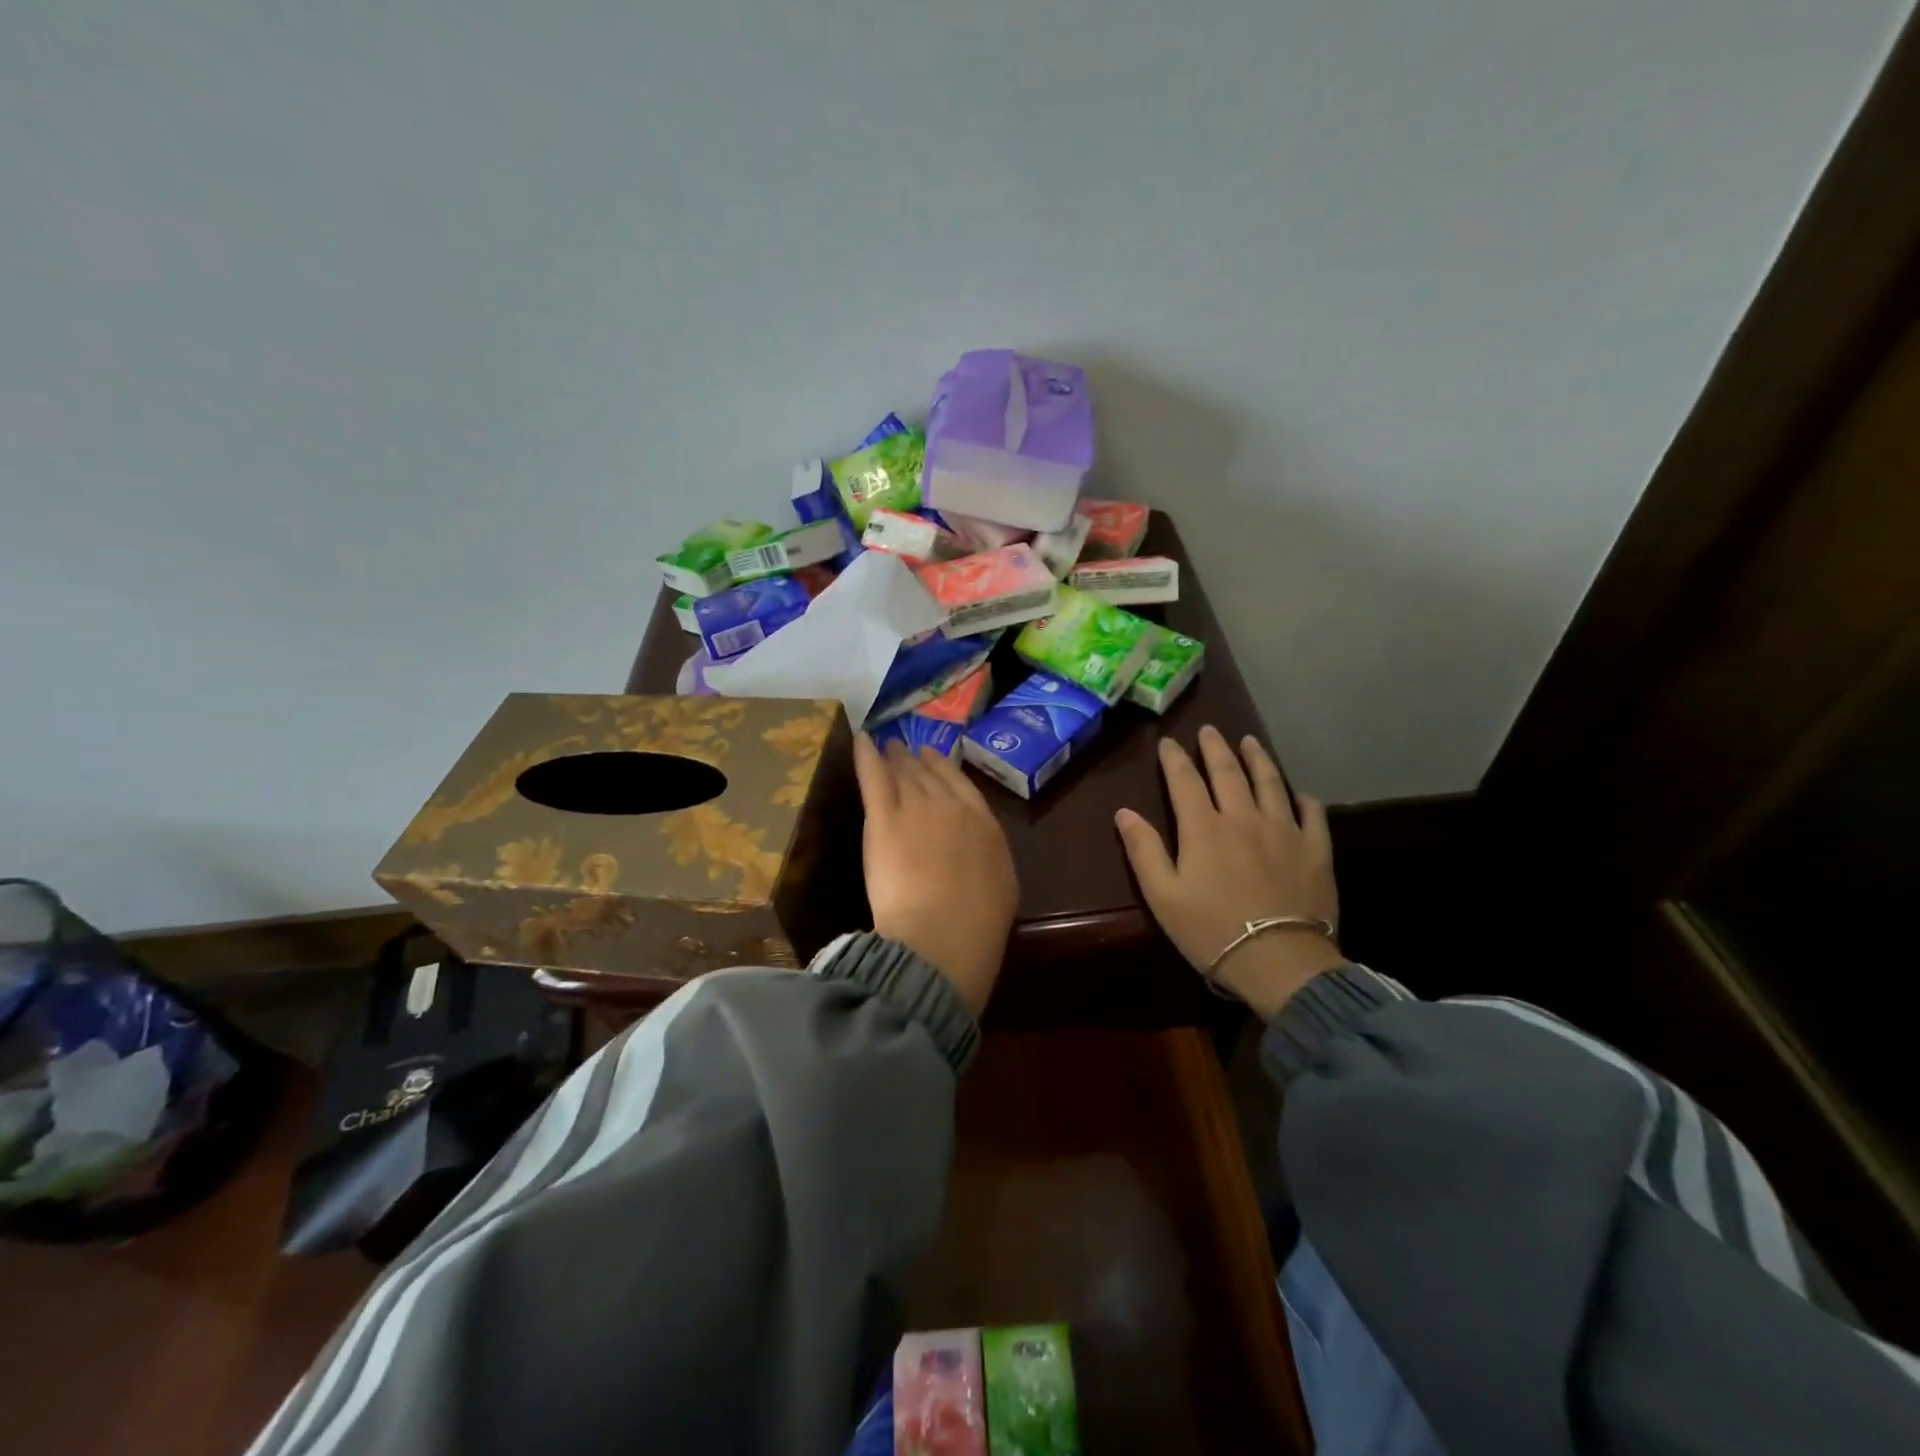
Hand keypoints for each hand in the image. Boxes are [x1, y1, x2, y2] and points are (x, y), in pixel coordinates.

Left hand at [853, 734, 1017, 1016]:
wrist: (943, 935)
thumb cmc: (977, 924)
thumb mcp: (1001, 886)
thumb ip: (987, 856)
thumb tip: (977, 849)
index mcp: (983, 823)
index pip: (961, 785)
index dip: (944, 768)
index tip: (933, 757)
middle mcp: (950, 806)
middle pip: (930, 776)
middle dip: (915, 761)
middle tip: (904, 749)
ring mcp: (916, 808)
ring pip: (903, 774)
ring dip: (894, 757)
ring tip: (887, 745)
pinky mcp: (883, 819)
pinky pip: (874, 777)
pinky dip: (866, 755)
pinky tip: (861, 739)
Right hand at [1115, 725, 1343, 1018]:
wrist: (1279, 961)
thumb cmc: (1211, 931)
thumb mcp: (1163, 896)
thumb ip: (1144, 850)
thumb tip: (1124, 812)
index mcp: (1204, 828)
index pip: (1185, 781)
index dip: (1174, 758)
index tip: (1168, 742)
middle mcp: (1244, 818)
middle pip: (1228, 772)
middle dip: (1215, 748)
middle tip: (1209, 730)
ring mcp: (1284, 830)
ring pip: (1270, 782)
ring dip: (1258, 759)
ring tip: (1250, 742)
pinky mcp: (1315, 850)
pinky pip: (1311, 814)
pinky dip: (1303, 798)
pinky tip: (1299, 792)